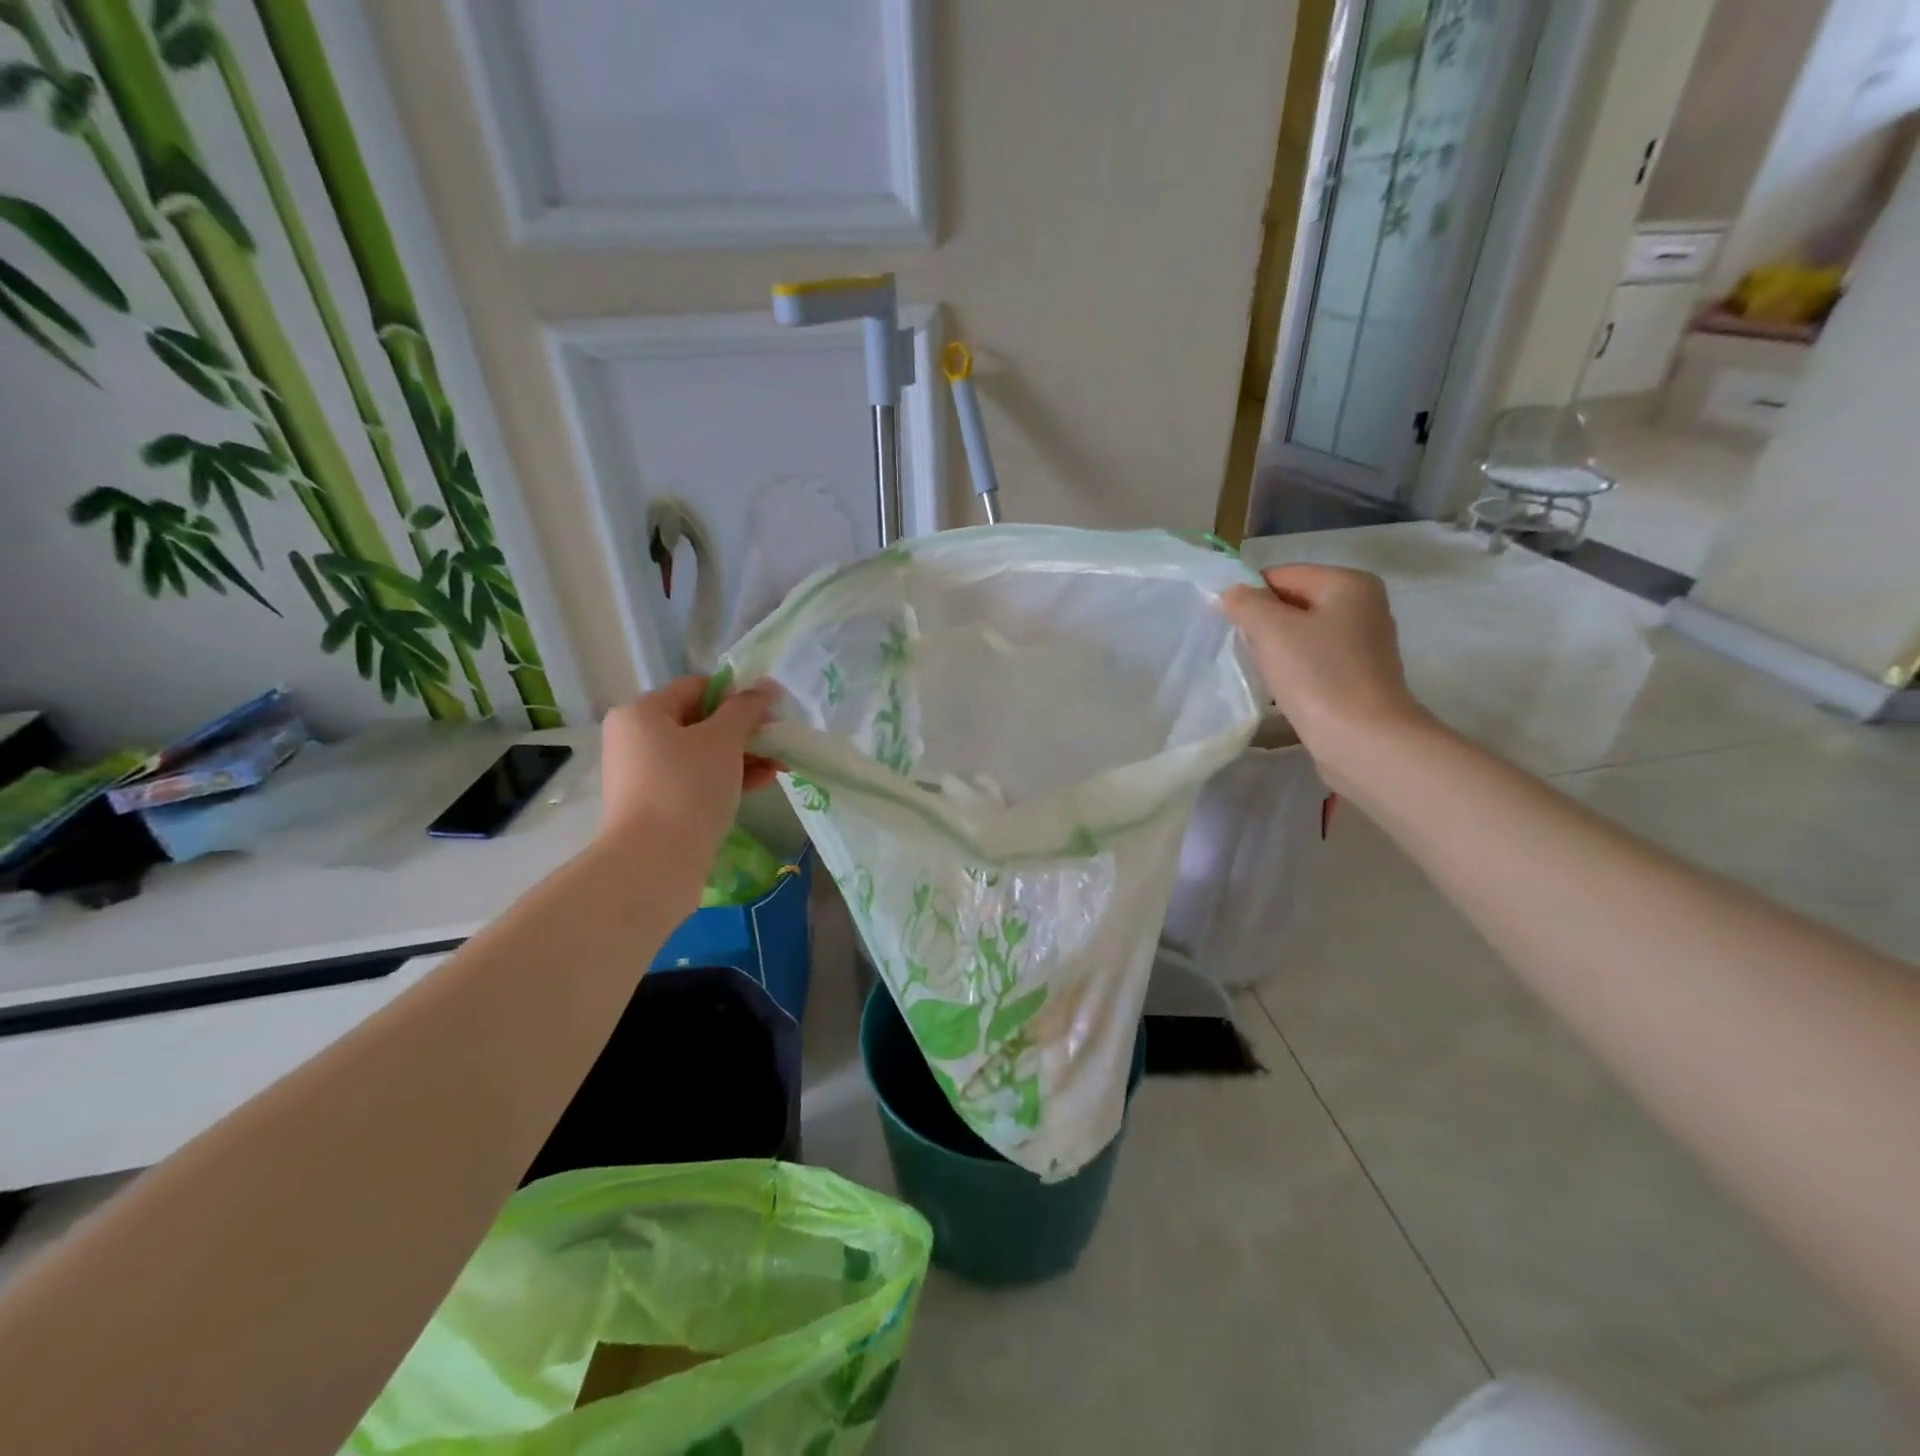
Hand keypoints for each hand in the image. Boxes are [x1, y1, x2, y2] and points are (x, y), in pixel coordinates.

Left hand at [598, 677, 780, 859]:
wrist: (654, 862)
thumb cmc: (686, 786)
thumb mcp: (723, 739)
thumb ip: (745, 708)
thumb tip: (766, 685)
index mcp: (641, 713)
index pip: (696, 688)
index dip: (736, 693)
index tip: (770, 709)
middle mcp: (637, 740)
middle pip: (700, 722)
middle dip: (744, 729)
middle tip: (778, 737)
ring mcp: (646, 776)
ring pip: (703, 754)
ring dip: (743, 755)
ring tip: (780, 763)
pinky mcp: (659, 806)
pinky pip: (698, 781)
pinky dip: (729, 777)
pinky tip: (765, 780)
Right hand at [1223, 566, 1429, 782]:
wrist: (1364, 741)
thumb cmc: (1319, 677)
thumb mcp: (1272, 630)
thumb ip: (1246, 603)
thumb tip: (1232, 593)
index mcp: (1349, 584)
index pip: (1282, 575)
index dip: (1249, 596)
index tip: (1228, 625)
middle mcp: (1363, 606)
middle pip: (1293, 604)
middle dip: (1262, 624)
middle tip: (1241, 650)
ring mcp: (1363, 644)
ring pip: (1301, 635)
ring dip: (1275, 651)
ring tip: (1259, 672)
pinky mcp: (1358, 677)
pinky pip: (1313, 662)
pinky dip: (1292, 671)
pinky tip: (1280, 690)